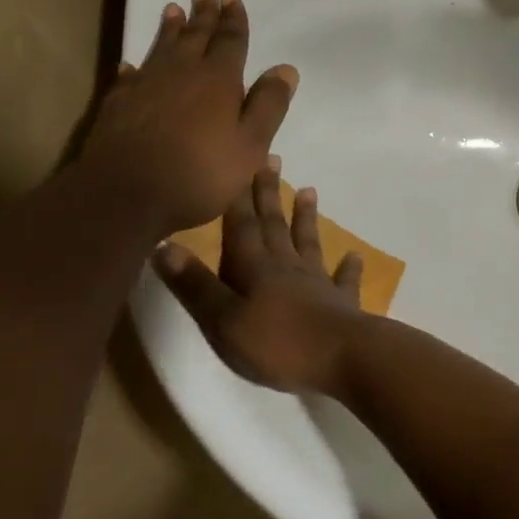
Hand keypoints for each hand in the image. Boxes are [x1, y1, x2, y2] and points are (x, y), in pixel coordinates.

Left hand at [75, 0, 297, 235]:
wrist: (127, 194)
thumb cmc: (200, 172)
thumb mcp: (250, 145)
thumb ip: (268, 106)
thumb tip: (286, 69)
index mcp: (218, 79)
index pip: (230, 40)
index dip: (233, 19)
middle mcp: (181, 72)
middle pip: (195, 36)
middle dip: (203, 14)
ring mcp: (146, 85)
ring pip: (162, 47)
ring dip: (170, 28)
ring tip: (173, 10)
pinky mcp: (119, 103)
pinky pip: (131, 74)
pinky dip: (137, 66)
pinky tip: (133, 64)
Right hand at [153, 160, 369, 397]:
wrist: (340, 357)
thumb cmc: (276, 342)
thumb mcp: (222, 320)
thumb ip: (194, 284)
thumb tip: (163, 245)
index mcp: (254, 268)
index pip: (242, 225)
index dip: (238, 197)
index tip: (242, 161)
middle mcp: (286, 266)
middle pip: (274, 225)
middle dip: (269, 194)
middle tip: (273, 161)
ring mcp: (317, 283)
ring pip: (308, 243)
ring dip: (306, 218)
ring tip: (309, 191)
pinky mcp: (342, 304)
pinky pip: (345, 280)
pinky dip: (348, 268)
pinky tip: (355, 256)